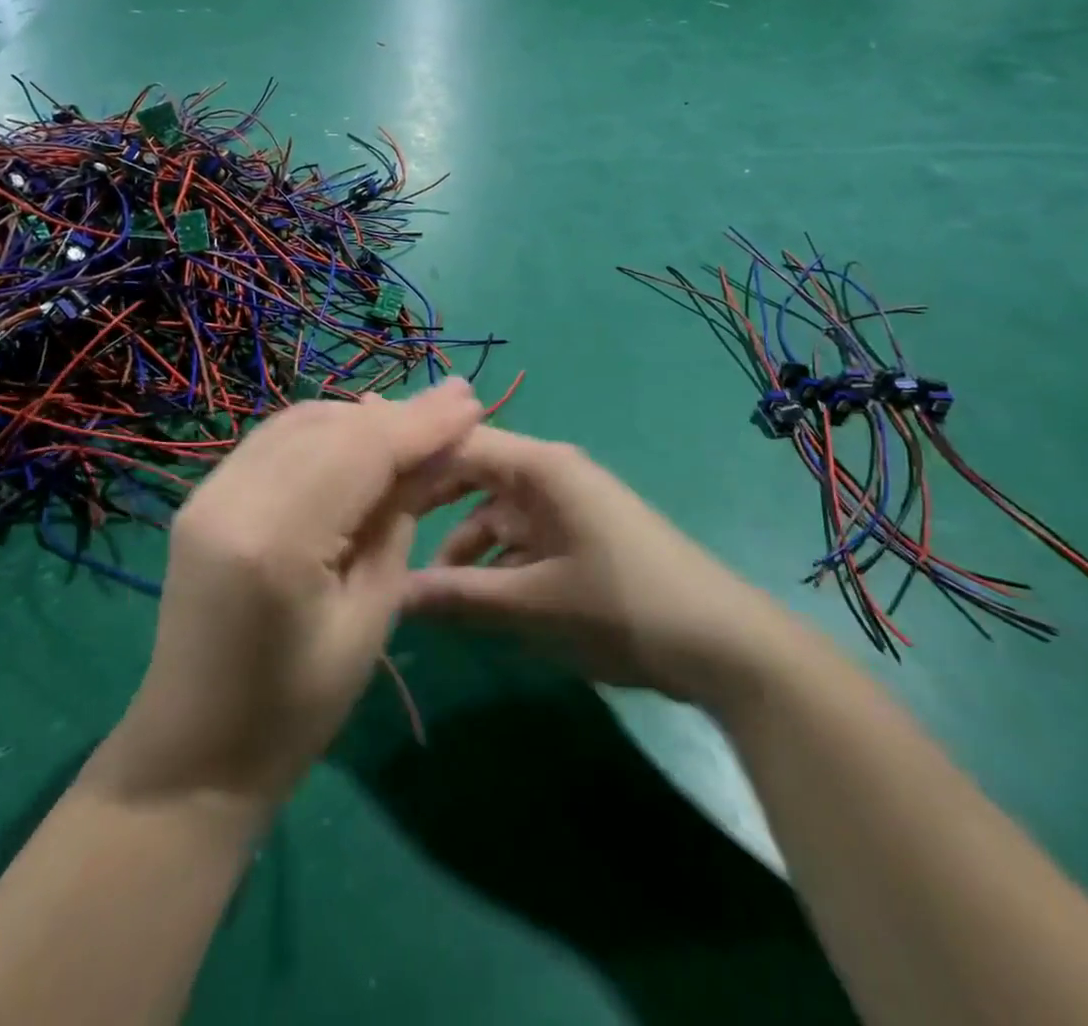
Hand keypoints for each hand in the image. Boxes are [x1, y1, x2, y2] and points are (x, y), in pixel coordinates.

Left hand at [89, 380, 483, 806]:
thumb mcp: (370, 616)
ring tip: (415, 423)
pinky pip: (274, 441)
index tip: (471, 402)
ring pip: (299, 423)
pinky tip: (358, 439)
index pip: (361, 452)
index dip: (421, 423)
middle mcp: (231, 499)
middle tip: (454, 405)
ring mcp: (207, 494)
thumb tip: (435, 452)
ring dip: (361, 418)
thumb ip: (398, 520)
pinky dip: (324, 431)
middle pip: (330, 427)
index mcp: (276, 542)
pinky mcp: (202, 497)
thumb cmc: (298, 709)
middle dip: (396, 414)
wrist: (196, 753)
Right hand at [402, 428, 774, 699]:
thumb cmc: (622, 607)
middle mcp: (551, 474)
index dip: (413, 462)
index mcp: (542, 467)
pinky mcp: (579, 537)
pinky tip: (476, 600)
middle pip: (474, 475)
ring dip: (463, 546)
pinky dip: (495, 563)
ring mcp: (567, 506)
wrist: (722, 645)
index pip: (461, 443)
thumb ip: (459, 596)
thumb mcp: (533, 604)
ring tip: (428, 590)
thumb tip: (390, 593)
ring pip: (495, 513)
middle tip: (383, 535)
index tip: (366, 491)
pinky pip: (521, 538)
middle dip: (431, 506)